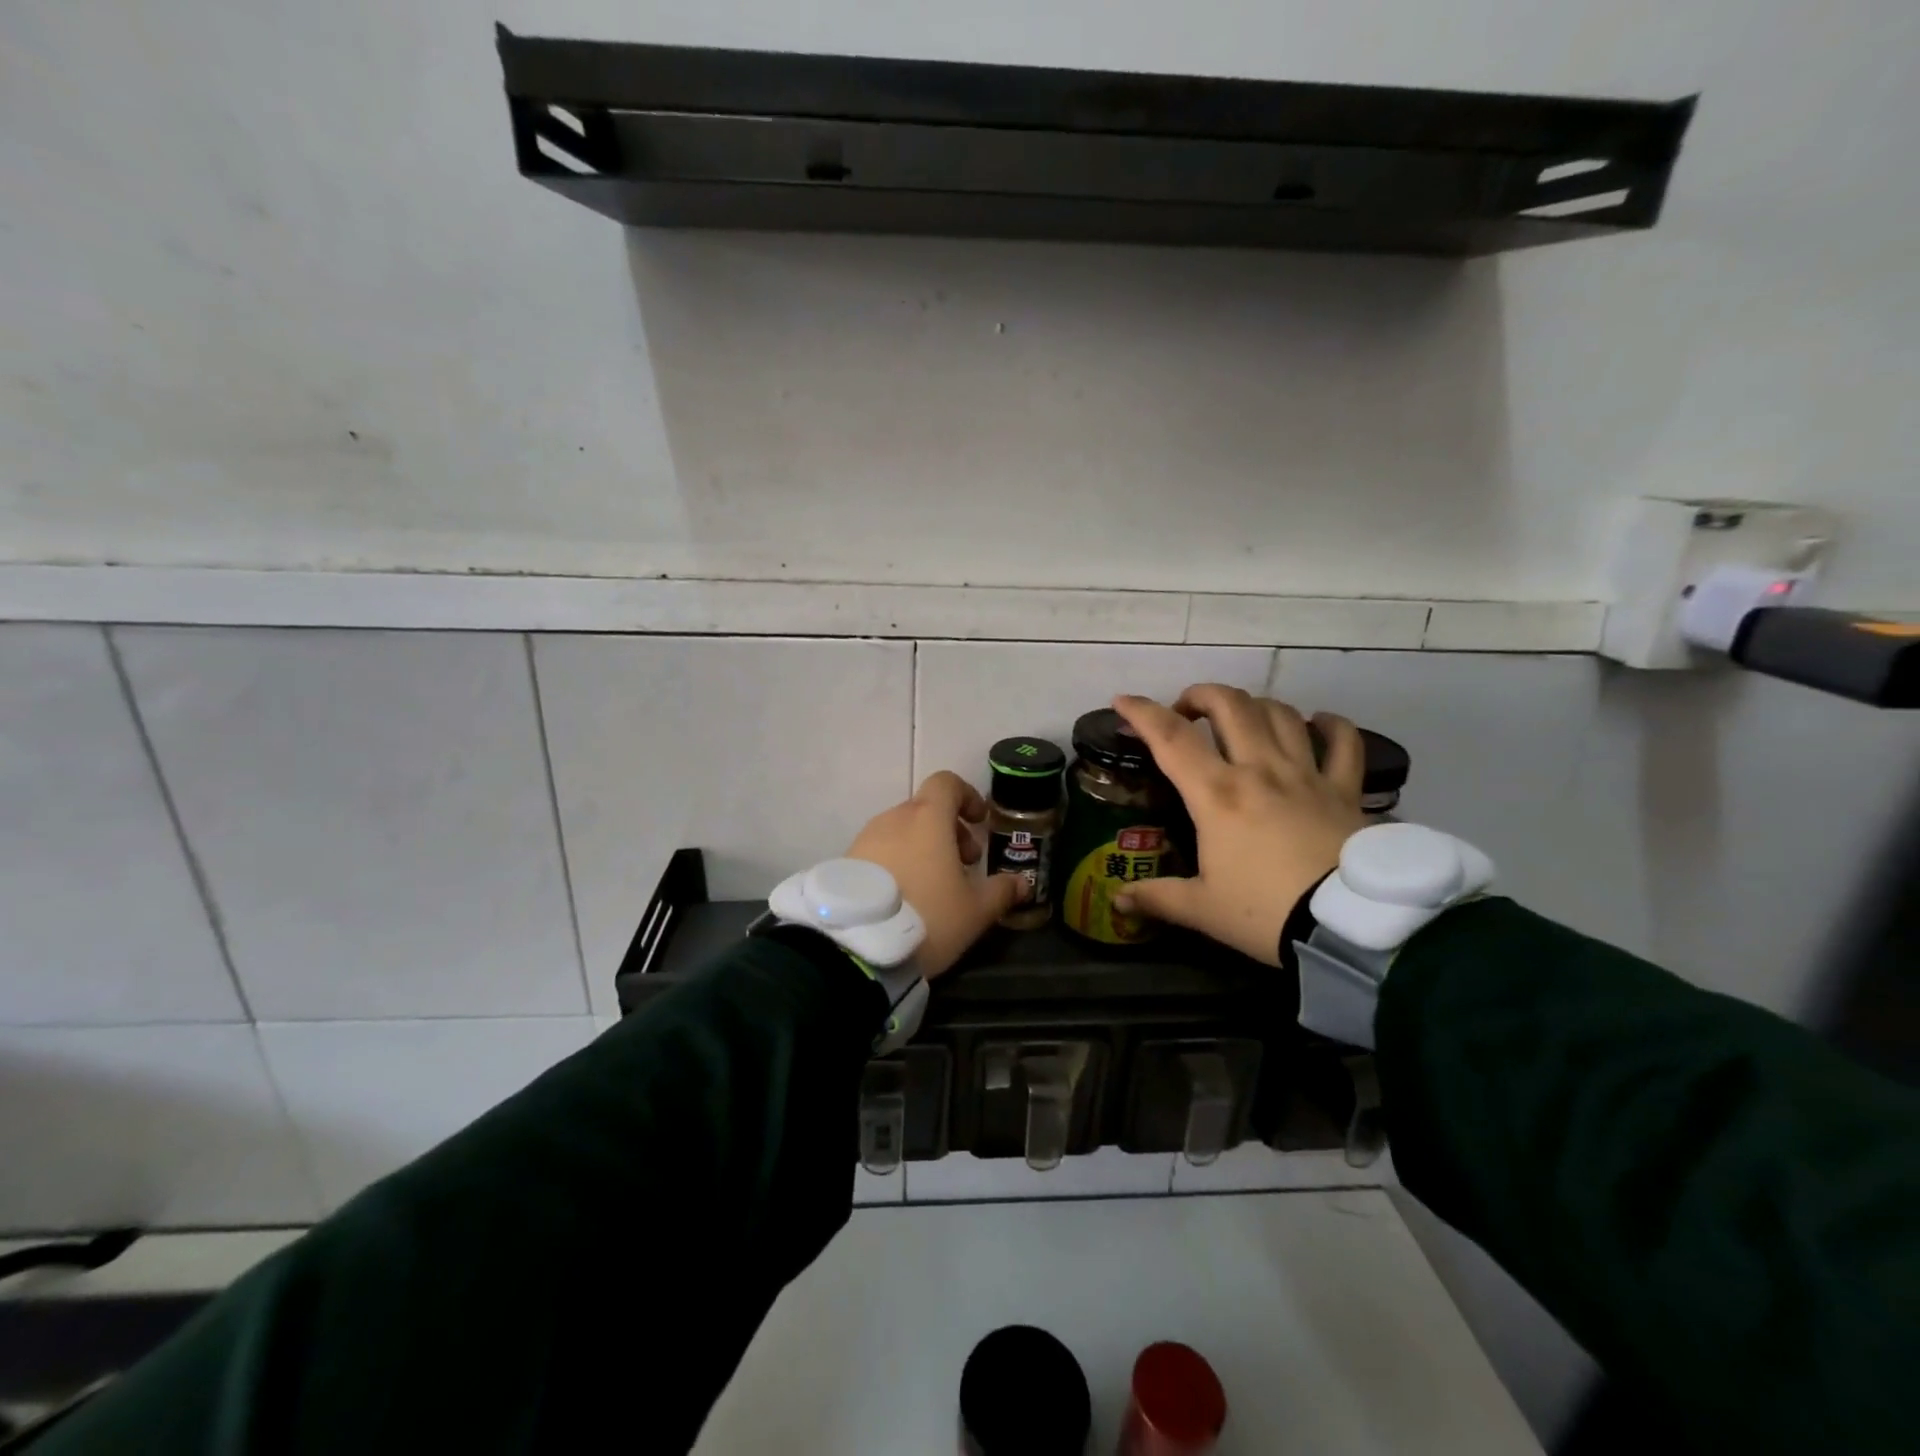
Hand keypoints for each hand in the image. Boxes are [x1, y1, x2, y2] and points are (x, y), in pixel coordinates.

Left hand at [845, 771, 1028, 979]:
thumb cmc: (928, 916)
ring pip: (902, 830)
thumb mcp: (975, 911)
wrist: (857, 946)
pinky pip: (880, 850)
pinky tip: (906, 897)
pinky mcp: (846, 861)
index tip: (978, 822)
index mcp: (928, 818)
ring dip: (923, 847)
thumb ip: (1001, 891)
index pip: (947, 783)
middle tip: (965, 864)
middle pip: (926, 809)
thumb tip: (1021, 883)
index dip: (967, 796)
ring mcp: (866, 839)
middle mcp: (894, 818)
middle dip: (949, 830)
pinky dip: (898, 861)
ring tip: (935, 885)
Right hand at [1111, 686, 1367, 965]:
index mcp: (1217, 794)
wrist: (1351, 926)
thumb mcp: (1203, 910)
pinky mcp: (1345, 789)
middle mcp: (1259, 770)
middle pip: (1230, 705)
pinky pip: (1343, 742)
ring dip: (1253, 705)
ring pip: (1279, 713)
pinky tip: (1318, 723)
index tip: (1122, 700)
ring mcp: (1306, 774)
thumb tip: (1118, 902)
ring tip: (1240, 717)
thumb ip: (1157, 899)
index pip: (1170, 738)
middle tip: (1186, 711)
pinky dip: (1330, 725)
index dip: (1142, 712)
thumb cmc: (1266, 913)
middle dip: (1201, 695)